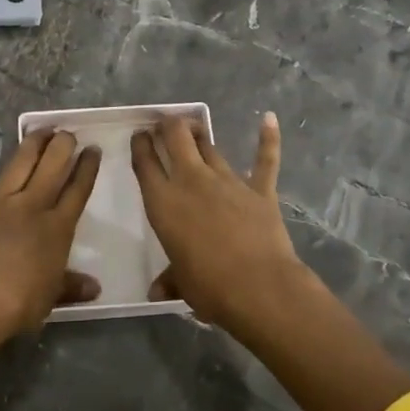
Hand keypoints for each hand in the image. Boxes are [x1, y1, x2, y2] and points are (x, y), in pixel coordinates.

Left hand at [0, 126, 100, 387]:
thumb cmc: (17, 305)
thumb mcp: (51, 298)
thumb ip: (72, 286)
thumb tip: (95, 287)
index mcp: (55, 228)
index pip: (77, 191)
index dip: (87, 169)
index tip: (93, 150)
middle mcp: (29, 206)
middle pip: (52, 167)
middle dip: (63, 145)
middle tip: (68, 133)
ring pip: (19, 163)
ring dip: (32, 142)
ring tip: (41, 128)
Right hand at [131, 112, 313, 342]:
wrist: (259, 287)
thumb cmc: (210, 287)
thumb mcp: (182, 284)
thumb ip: (170, 280)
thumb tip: (156, 293)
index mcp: (164, 203)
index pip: (146, 164)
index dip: (141, 145)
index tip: (139, 135)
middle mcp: (192, 182)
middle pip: (176, 139)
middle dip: (169, 126)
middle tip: (165, 122)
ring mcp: (228, 182)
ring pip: (210, 147)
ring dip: (200, 135)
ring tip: (194, 127)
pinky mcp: (260, 189)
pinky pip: (264, 159)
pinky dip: (268, 138)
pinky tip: (270, 118)